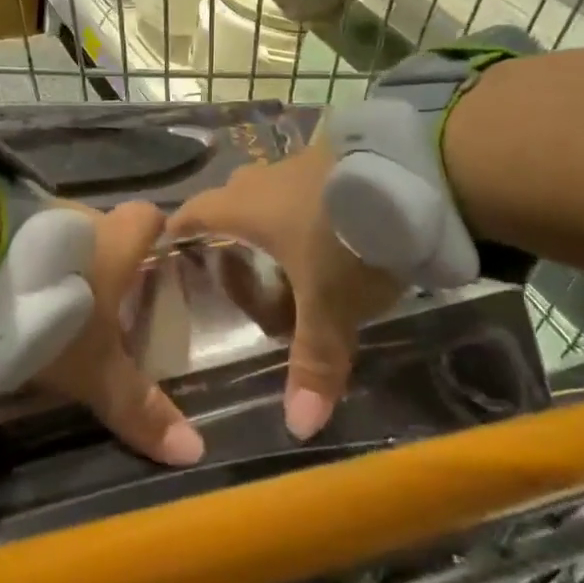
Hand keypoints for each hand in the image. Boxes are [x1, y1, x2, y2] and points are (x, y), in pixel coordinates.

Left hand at [33, 201, 204, 466]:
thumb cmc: (53, 314)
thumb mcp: (95, 371)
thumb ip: (138, 406)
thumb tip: (195, 449)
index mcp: (117, 240)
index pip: (149, 218)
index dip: (154, 235)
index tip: (152, 262)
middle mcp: (81, 215)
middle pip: (102, 230)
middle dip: (102, 261)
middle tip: (98, 304)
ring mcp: (34, 210)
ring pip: (57, 235)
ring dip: (56, 264)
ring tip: (45, 307)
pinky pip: (17, 240)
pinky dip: (17, 263)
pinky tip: (3, 296)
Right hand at [170, 145, 403, 440]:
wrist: (413, 176)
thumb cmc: (348, 239)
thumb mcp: (331, 306)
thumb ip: (314, 362)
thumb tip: (298, 429)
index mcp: (247, 207)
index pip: (195, 212)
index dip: (180, 227)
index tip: (169, 242)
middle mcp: (267, 178)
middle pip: (233, 197)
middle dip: (230, 223)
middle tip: (237, 257)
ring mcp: (307, 158)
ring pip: (275, 187)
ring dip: (275, 211)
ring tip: (289, 246)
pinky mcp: (343, 153)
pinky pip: (311, 180)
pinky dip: (312, 201)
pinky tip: (333, 222)